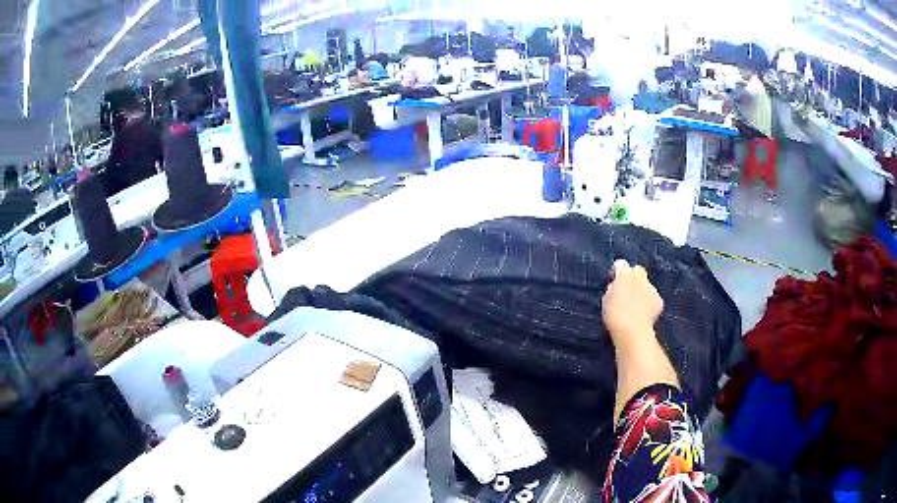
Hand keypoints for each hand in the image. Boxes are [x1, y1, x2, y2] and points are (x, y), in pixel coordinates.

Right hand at [602, 259, 663, 346]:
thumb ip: (612, 290)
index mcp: (624, 275)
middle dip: (633, 278)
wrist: (633, 331)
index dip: (617, 271)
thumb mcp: (606, 301)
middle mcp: (640, 278)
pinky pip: (653, 298)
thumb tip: (615, 287)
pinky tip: (643, 314)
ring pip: (646, 285)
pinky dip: (649, 303)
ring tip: (635, 307)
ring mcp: (651, 289)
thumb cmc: (614, 316)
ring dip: (641, 292)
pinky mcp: (659, 301)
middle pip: (637, 270)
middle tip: (626, 291)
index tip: (614, 281)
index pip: (621, 264)